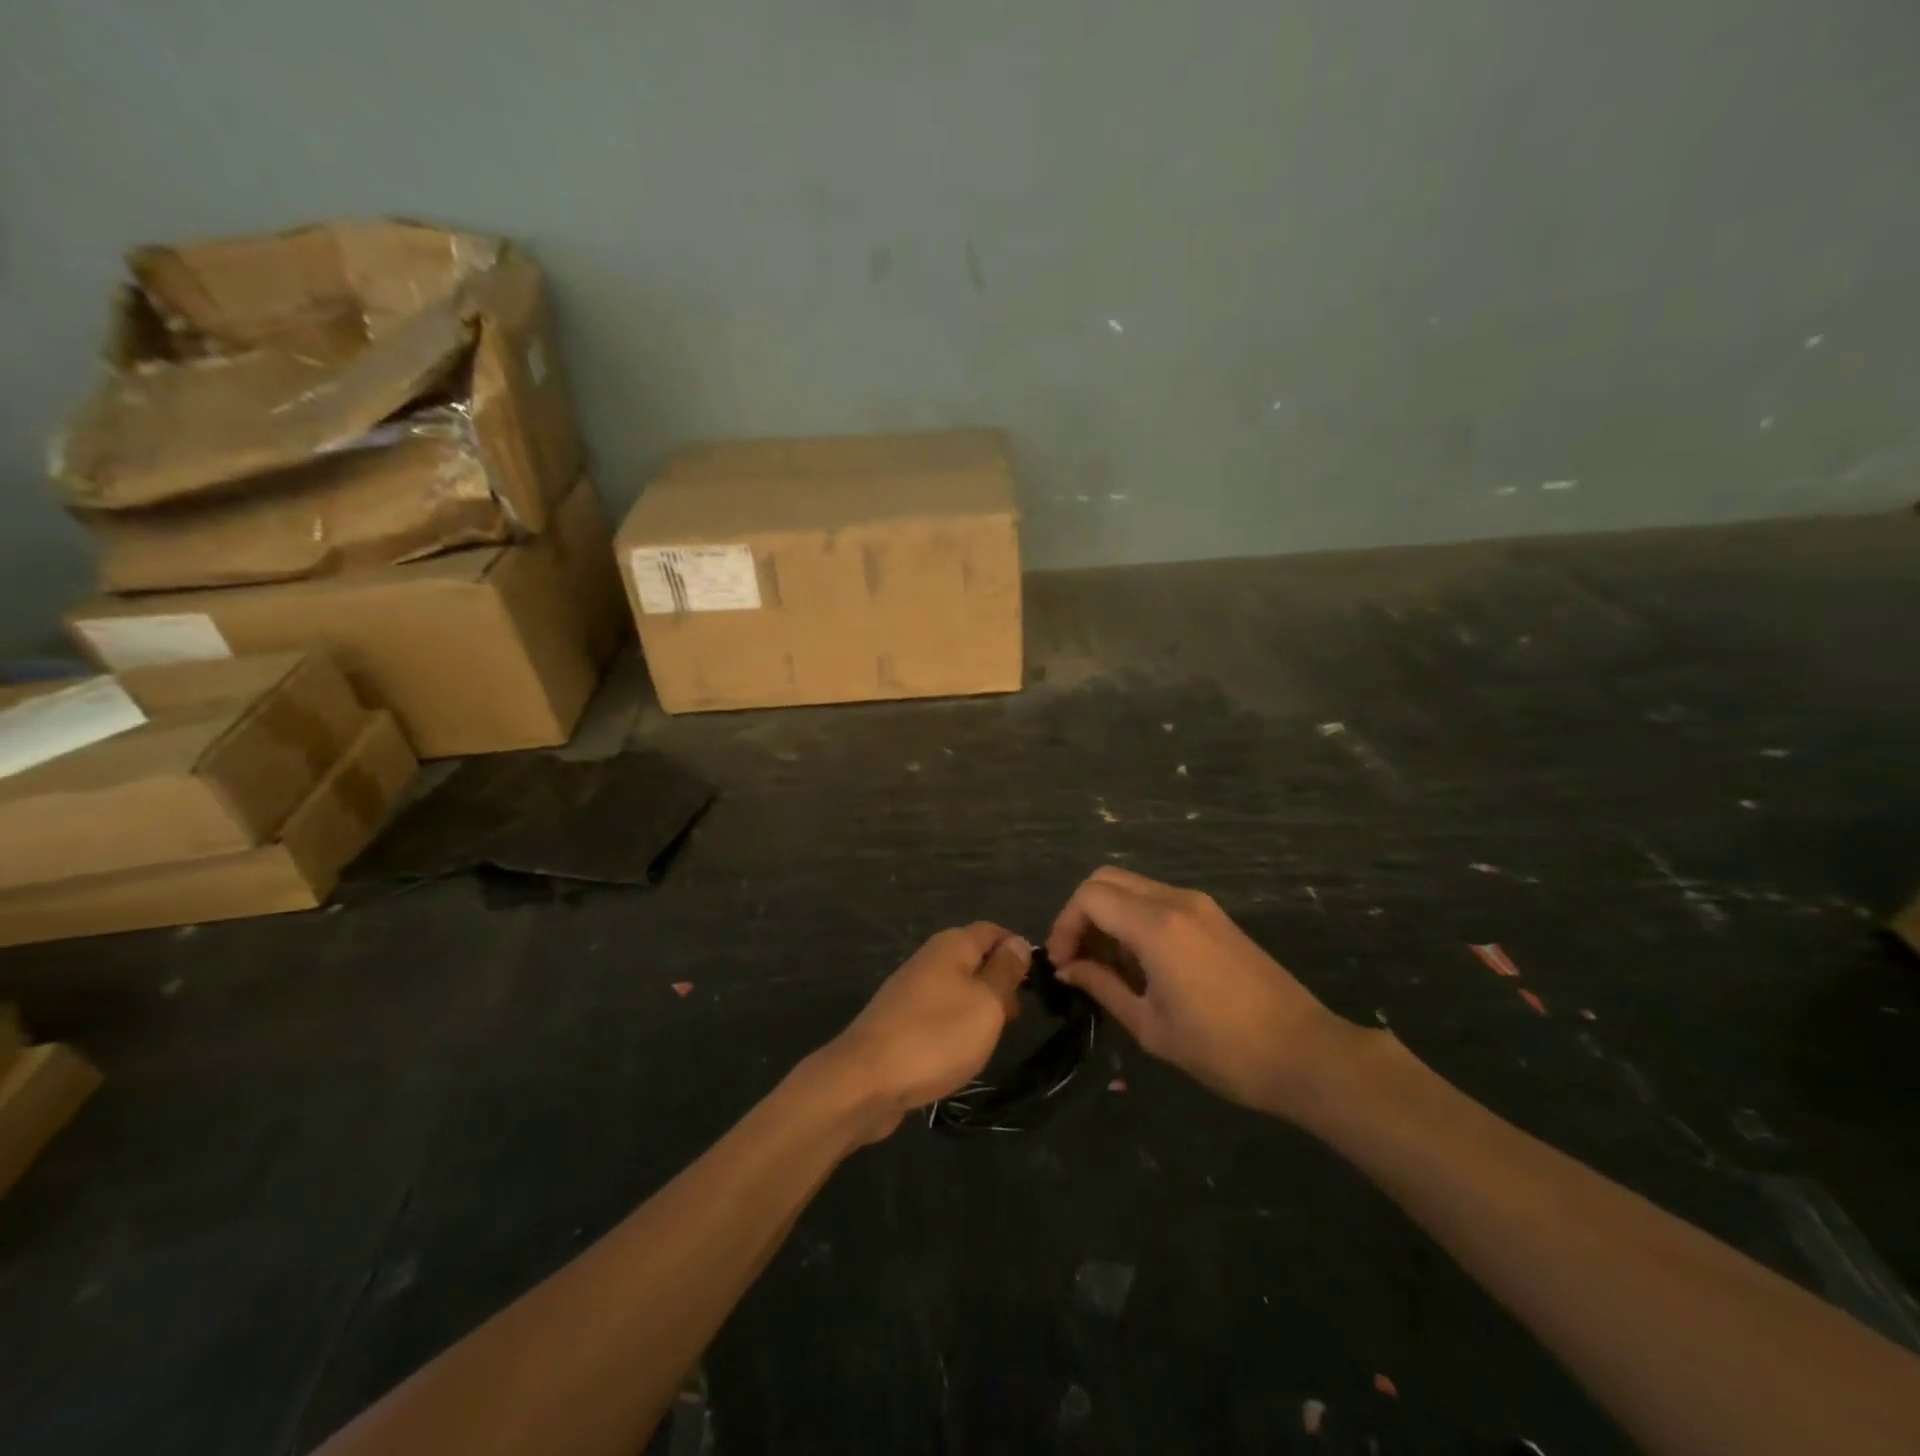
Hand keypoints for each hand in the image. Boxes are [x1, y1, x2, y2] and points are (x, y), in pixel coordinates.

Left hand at [813, 923, 1030, 1140]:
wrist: (866, 1080)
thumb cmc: (936, 1037)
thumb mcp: (986, 1003)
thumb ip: (1005, 971)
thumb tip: (1018, 942)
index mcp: (951, 945)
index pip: (992, 931)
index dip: (1017, 950)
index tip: (1037, 982)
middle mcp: (929, 958)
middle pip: (974, 958)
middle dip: (1000, 982)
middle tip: (1016, 1018)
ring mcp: (911, 989)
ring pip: (958, 987)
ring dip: (979, 1008)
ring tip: (993, 1039)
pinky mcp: (900, 1020)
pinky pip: (939, 1012)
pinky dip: (956, 1026)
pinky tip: (961, 1052)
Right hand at [1046, 867, 1368, 1119]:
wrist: (1305, 1053)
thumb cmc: (1222, 1049)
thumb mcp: (1150, 1026)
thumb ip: (1102, 987)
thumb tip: (1069, 969)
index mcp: (1156, 925)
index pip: (1089, 897)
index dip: (1064, 925)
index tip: (1062, 964)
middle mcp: (1176, 900)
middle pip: (1107, 879)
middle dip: (1081, 914)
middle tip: (1077, 958)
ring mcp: (1200, 905)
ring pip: (1133, 887)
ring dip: (1109, 916)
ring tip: (1106, 966)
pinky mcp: (1215, 917)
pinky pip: (1159, 901)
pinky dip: (1135, 919)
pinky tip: (1140, 963)